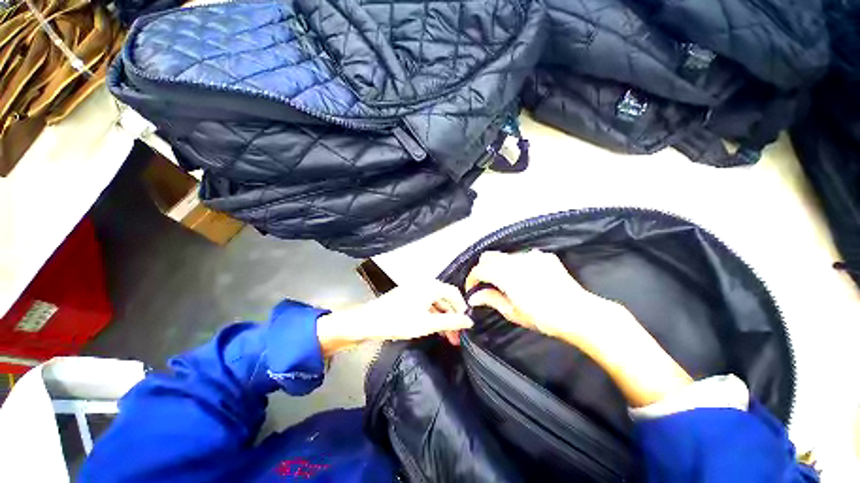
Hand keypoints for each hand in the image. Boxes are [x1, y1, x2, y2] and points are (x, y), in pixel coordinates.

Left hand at [316, 280, 472, 355]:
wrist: (368, 321)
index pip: (454, 294)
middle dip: (452, 317)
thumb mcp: (427, 324)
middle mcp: (425, 284)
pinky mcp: (408, 296)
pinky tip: (433, 329)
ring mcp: (415, 289)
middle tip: (456, 337)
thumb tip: (470, 321)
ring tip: (447, 337)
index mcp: (431, 286)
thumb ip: (450, 322)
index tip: (466, 325)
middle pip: (444, 299)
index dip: (462, 309)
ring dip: (442, 319)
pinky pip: (426, 304)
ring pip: (435, 303)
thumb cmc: (399, 321)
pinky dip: (432, 316)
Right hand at [465, 250, 691, 406]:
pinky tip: (525, 278)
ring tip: (506, 283)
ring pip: (505, 256)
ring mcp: (531, 256)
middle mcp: (516, 259)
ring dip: (499, 267)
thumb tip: (474, 296)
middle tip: (485, 285)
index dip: (471, 279)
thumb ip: (491, 299)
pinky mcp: (544, 257)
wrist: (580, 314)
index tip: (472, 289)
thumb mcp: (514, 313)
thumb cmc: (545, 318)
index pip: (479, 269)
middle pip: (489, 257)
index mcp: (506, 274)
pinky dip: (516, 265)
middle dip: (482, 269)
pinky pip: (522, 257)